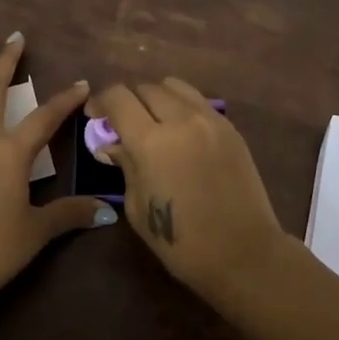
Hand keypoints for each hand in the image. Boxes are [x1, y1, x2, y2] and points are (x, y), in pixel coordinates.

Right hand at [89, 78, 287, 299]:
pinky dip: (182, 105)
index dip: (101, 101)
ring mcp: (210, 120)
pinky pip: (198, 101)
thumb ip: (125, 166)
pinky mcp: (230, 128)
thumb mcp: (137, 207)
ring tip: (153, 120)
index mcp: (151, 142)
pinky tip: (180, 130)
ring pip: (174, 86)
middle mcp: (181, 120)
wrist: (243, 253)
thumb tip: (111, 145)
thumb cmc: (181, 242)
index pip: (118, 97)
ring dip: (156, 96)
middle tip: (122, 122)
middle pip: (145, 87)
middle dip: (128, 100)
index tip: (95, 116)